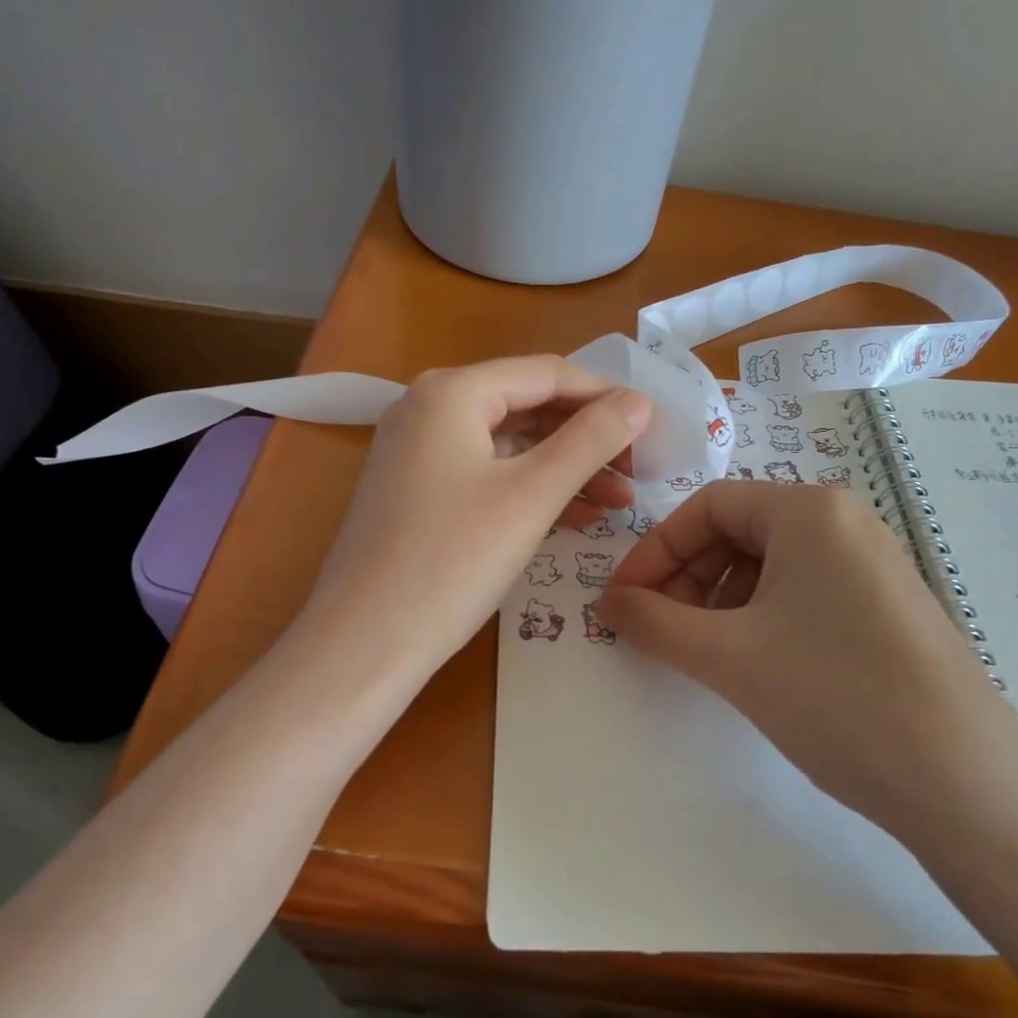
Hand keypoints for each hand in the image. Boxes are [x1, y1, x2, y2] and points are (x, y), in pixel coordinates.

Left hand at [302, 356, 650, 686]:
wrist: (363, 643)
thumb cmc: (452, 559)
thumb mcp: (532, 495)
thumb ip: (591, 440)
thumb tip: (639, 400)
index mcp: (452, 391)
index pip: (547, 373)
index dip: (605, 396)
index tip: (653, 429)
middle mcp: (429, 408)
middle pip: (527, 407)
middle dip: (587, 438)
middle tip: (638, 473)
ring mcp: (418, 452)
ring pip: (510, 445)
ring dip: (565, 469)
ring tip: (618, 501)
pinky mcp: (417, 492)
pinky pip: (487, 475)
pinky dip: (530, 491)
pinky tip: (575, 517)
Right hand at [597, 481, 1017, 849]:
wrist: (967, 787)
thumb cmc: (836, 696)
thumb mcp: (728, 656)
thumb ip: (654, 623)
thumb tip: (606, 603)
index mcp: (808, 509)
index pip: (705, 507)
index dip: (654, 551)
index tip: (621, 602)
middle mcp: (844, 521)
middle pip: (736, 532)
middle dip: (685, 578)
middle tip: (657, 632)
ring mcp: (870, 565)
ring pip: (767, 566)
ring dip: (717, 602)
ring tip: (700, 653)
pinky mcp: (884, 608)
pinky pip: (801, 593)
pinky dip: (757, 618)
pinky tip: (750, 663)